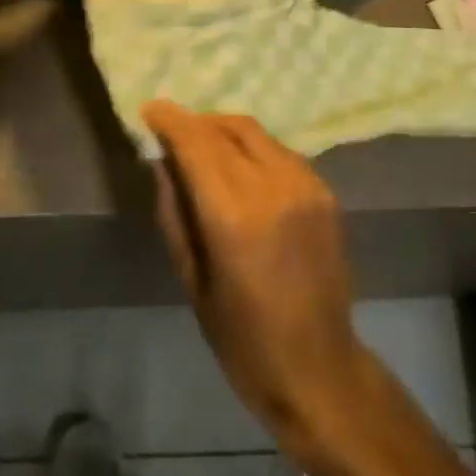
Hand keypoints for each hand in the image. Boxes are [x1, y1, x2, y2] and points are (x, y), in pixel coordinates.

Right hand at [144, 101, 368, 439]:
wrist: (319, 368)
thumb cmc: (244, 340)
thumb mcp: (194, 282)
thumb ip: (175, 214)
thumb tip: (163, 162)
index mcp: (236, 215)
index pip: (198, 145)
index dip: (171, 120)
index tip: (150, 108)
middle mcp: (274, 186)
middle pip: (229, 129)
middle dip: (197, 122)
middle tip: (173, 128)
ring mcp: (306, 184)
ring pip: (257, 134)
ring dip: (225, 130)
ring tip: (203, 145)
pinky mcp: (325, 190)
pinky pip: (280, 152)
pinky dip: (253, 148)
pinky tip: (240, 167)